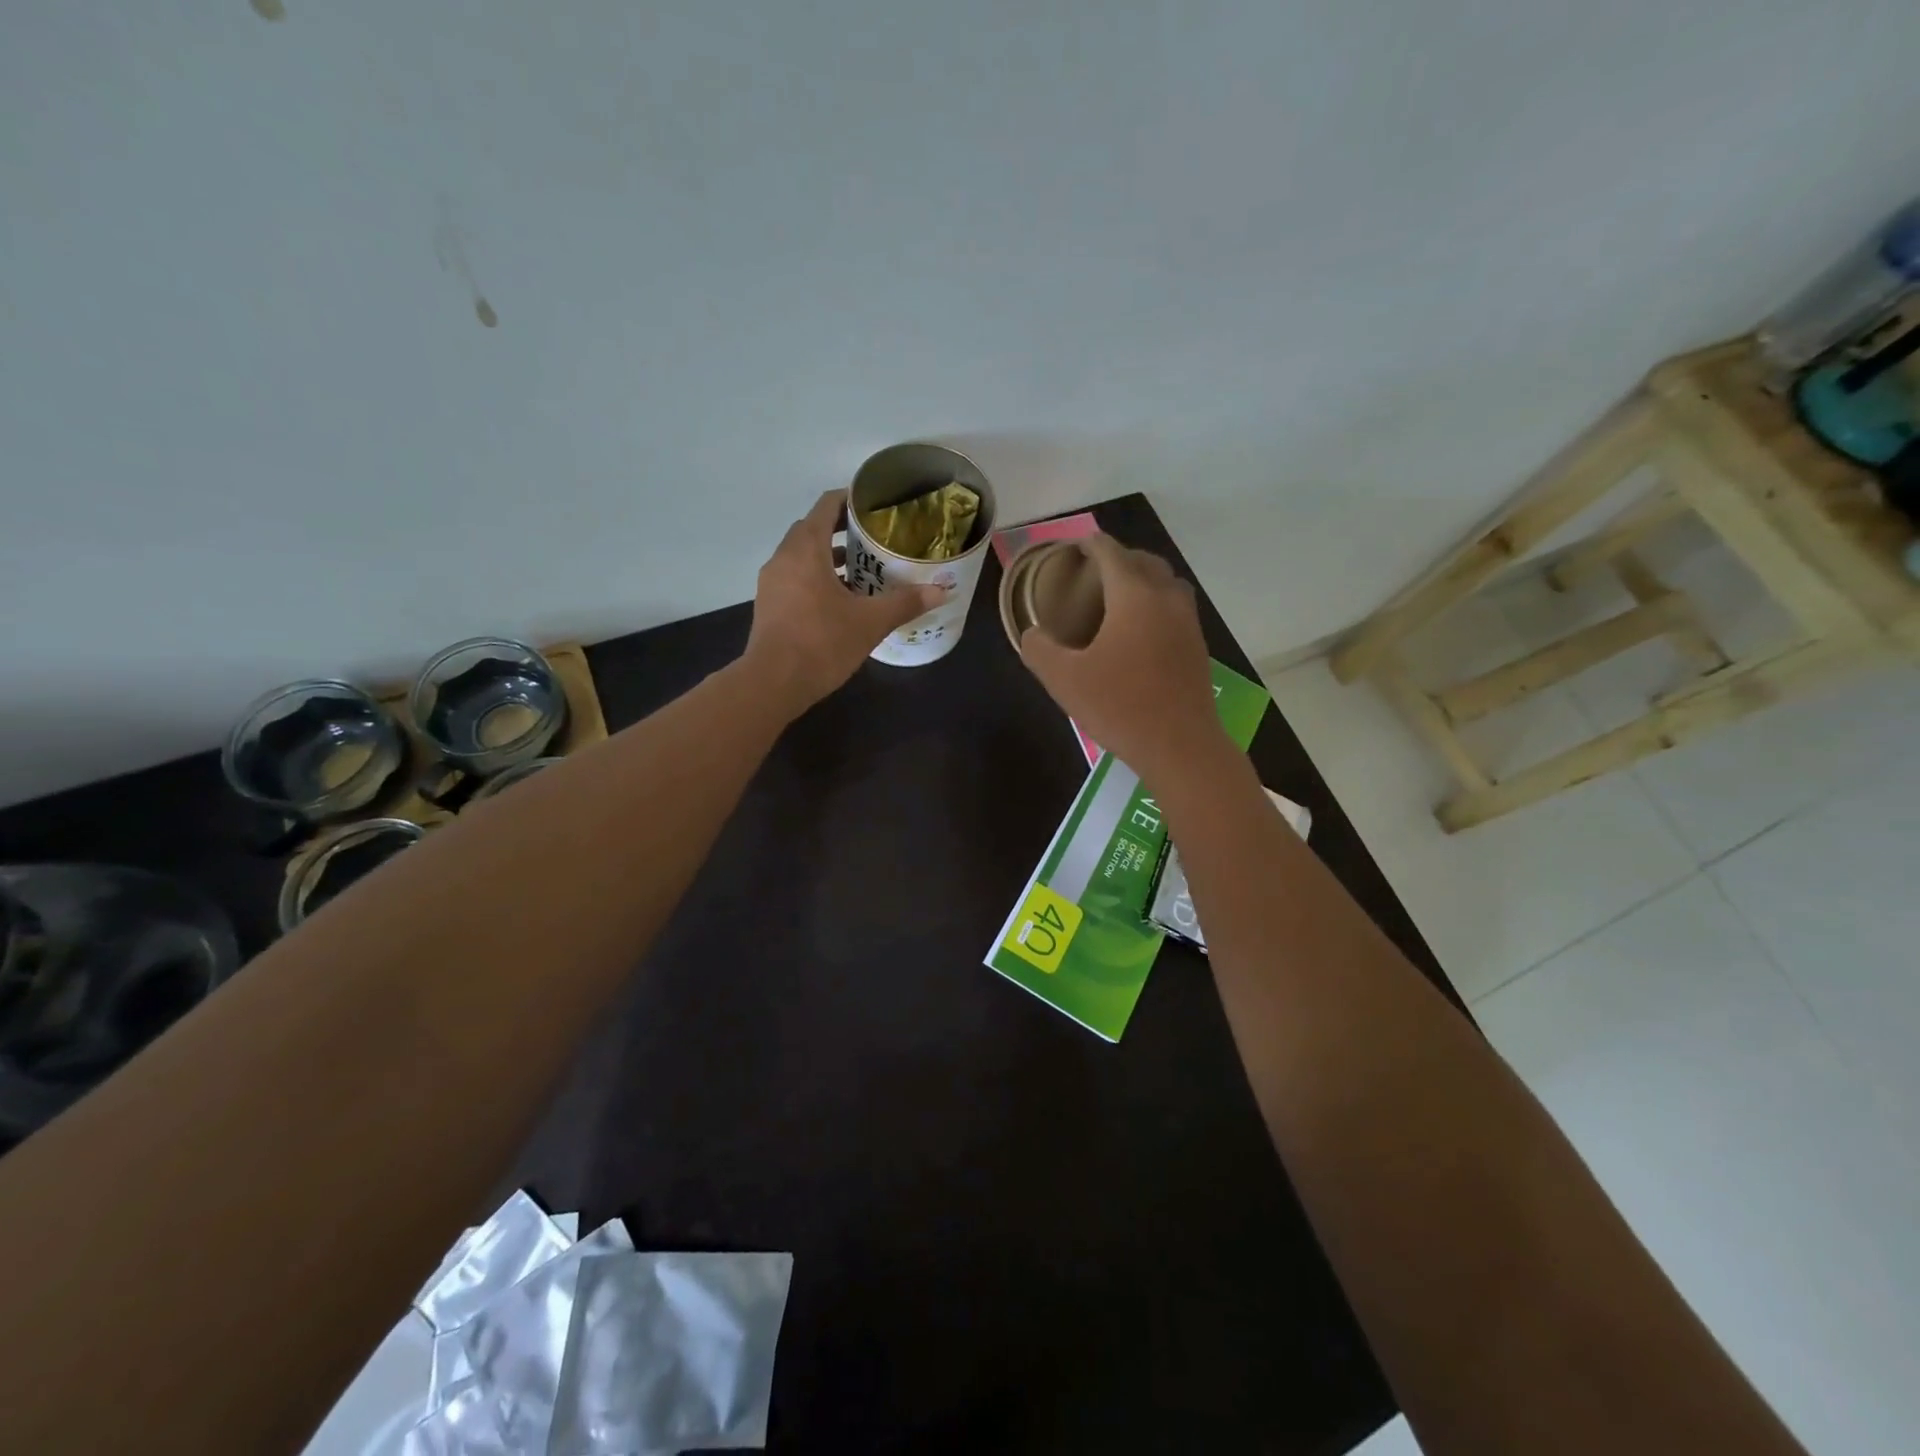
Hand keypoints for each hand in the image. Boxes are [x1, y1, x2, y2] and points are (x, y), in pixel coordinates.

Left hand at [744, 490, 946, 714]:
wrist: (773, 683)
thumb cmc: (822, 643)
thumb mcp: (870, 622)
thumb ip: (905, 602)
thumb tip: (942, 591)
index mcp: (806, 549)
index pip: (826, 506)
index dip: (850, 500)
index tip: (875, 506)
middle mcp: (784, 558)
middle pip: (812, 530)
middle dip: (842, 530)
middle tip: (875, 539)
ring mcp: (772, 582)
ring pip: (802, 556)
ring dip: (829, 557)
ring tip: (863, 570)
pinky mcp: (769, 605)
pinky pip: (795, 578)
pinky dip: (816, 578)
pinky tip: (840, 601)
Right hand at [1019, 534, 1224, 784]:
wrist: (1181, 746)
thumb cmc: (1120, 707)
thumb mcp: (1064, 681)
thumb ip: (1040, 650)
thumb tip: (1033, 634)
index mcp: (1133, 596)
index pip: (1111, 553)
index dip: (1090, 545)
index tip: (1075, 547)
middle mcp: (1165, 598)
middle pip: (1144, 561)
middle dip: (1120, 558)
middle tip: (1094, 573)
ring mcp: (1188, 622)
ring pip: (1167, 583)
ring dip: (1144, 579)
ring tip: (1119, 598)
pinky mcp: (1198, 647)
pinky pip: (1176, 608)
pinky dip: (1158, 604)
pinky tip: (1141, 631)